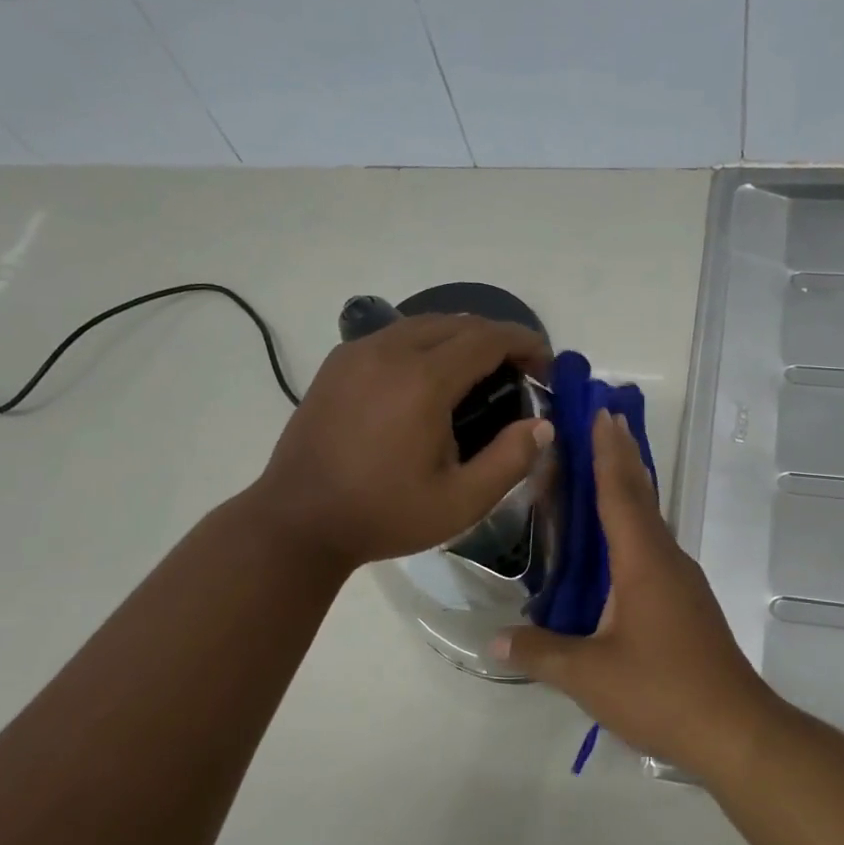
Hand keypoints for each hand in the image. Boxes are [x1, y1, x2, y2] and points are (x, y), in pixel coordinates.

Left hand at [247, 314, 550, 570]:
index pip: (488, 338)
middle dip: (497, 339)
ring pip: (424, 323)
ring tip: (478, 374)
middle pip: (458, 322)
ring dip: (460, 338)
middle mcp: (390, 351)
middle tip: (518, 374)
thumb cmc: (384, 515)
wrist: (298, 521)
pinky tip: (429, 379)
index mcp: (423, 380)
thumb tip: (542, 425)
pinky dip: (425, 343)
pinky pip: (393, 335)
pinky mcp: (337, 364)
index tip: (545, 366)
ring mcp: (357, 353)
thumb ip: (510, 460)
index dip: (524, 344)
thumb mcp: (461, 502)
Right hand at [494, 410, 781, 779]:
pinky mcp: (686, 605)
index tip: (602, 414)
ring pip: (650, 523)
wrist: (735, 730)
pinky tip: (618, 545)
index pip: (621, 493)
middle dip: (622, 457)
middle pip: (641, 497)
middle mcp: (666, 561)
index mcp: (644, 563)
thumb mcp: (590, 676)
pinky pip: (654, 549)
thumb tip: (494, 638)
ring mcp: (681, 582)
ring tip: (604, 470)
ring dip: (629, 490)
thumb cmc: (662, 692)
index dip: (608, 453)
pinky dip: (633, 527)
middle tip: (604, 420)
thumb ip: (540, 652)